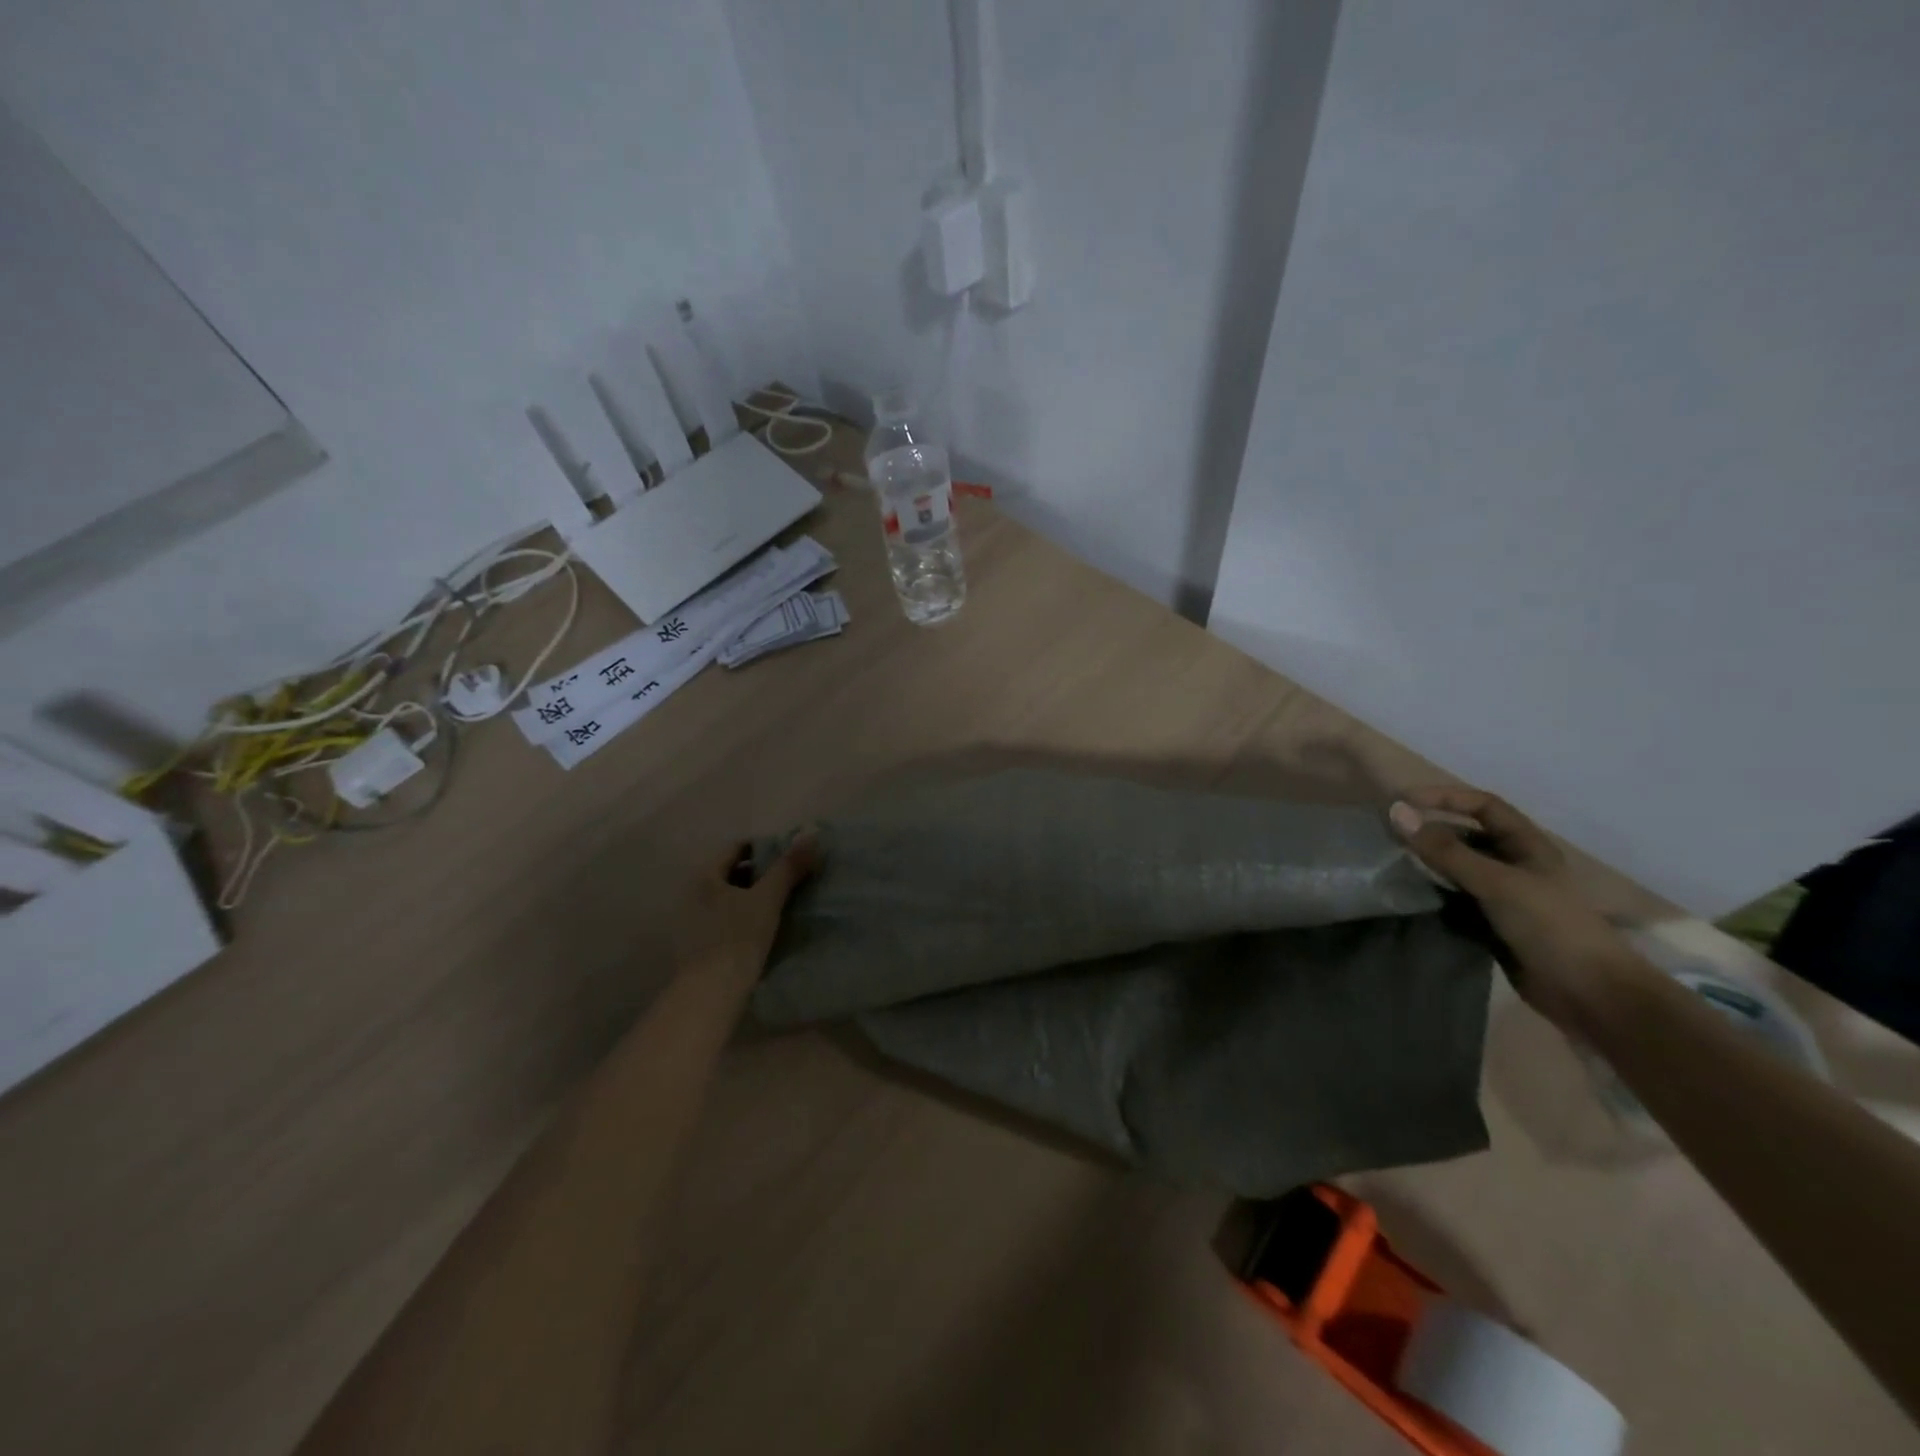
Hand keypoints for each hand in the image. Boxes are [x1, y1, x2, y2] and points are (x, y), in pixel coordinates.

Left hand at [671, 833, 820, 979]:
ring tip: (783, 903)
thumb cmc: (737, 937)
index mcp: (704, 876)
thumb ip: (788, 867)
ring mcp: (692, 921)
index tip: (791, 857)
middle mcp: (692, 893)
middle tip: (792, 879)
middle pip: (733, 872)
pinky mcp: (698, 945)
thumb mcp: (768, 898)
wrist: (711, 994)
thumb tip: (811, 836)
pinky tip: (765, 928)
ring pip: (730, 898)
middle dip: (762, 873)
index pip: (737, 848)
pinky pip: (726, 919)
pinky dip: (745, 917)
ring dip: (754, 897)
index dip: (766, 848)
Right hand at [1390, 787, 1638, 1031]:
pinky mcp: (1489, 923)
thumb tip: (1396, 812)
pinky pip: (1452, 898)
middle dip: (1429, 831)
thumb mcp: (1497, 882)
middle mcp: (1513, 865)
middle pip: (1465, 836)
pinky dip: (1430, 893)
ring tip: (1388, 863)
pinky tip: (1407, 895)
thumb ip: (1445, 850)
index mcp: (1526, 846)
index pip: (1482, 806)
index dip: (1445, 798)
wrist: (1588, 993)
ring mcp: (1501, 896)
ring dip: (1426, 863)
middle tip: (1387, 834)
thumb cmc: (1550, 926)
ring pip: (1455, 868)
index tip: (1403, 802)